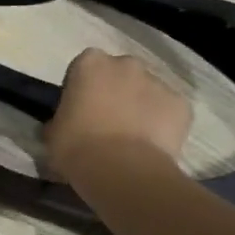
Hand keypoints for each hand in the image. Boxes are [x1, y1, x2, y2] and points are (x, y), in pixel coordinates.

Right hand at [45, 48, 191, 189]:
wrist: (122, 171)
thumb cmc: (77, 147)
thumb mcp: (52, 133)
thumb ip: (60, 120)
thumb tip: (62, 126)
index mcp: (90, 63)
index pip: (84, 67)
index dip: (82, 88)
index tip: (79, 110)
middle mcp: (126, 64)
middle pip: (120, 74)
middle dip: (115, 91)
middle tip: (106, 122)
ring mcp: (158, 82)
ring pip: (147, 91)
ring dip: (140, 106)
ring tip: (131, 138)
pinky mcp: (182, 105)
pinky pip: (169, 110)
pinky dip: (162, 122)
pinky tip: (151, 145)